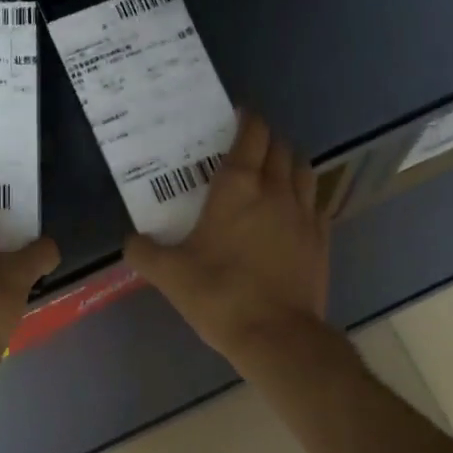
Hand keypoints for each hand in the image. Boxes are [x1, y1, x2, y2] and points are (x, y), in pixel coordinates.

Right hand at [124, 110, 328, 370]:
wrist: (276, 335)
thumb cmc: (220, 296)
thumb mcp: (169, 275)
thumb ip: (143, 252)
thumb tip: (131, 241)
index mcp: (238, 188)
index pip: (251, 134)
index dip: (246, 119)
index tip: (237, 116)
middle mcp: (276, 190)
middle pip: (281, 146)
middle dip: (266, 139)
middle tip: (248, 148)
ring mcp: (304, 214)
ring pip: (304, 169)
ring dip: (288, 162)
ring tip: (274, 172)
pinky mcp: (321, 239)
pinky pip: (317, 202)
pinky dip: (304, 197)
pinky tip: (293, 211)